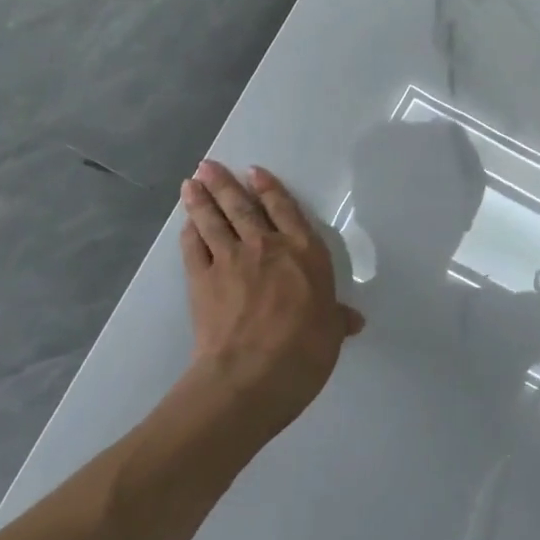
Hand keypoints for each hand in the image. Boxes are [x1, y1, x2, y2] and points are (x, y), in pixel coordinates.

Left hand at [179, 161, 364, 426]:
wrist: (252, 374)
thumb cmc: (304, 350)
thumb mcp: (331, 333)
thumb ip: (337, 319)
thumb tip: (353, 320)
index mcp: (304, 253)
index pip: (286, 210)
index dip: (270, 189)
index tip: (254, 172)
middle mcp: (267, 247)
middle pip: (243, 207)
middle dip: (225, 184)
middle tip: (208, 165)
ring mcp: (231, 260)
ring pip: (214, 221)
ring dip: (201, 200)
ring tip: (191, 182)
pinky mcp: (202, 280)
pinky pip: (194, 248)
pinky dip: (189, 233)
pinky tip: (186, 224)